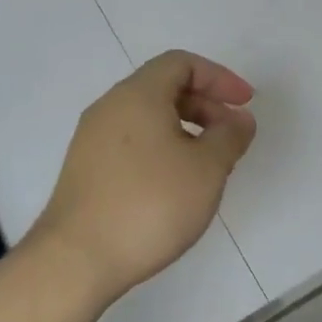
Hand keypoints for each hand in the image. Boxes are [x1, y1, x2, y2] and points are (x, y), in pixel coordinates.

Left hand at [32, 50, 257, 304]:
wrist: (76, 258)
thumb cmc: (150, 205)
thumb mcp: (206, 169)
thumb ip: (230, 137)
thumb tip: (239, 119)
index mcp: (138, 95)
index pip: (182, 63)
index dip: (219, 78)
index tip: (245, 104)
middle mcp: (110, 106)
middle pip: (163, 87)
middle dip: (204, 104)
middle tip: (231, 136)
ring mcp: (92, 138)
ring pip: (146, 116)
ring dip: (184, 128)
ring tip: (208, 163)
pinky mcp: (85, 168)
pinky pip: (131, 141)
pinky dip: (161, 147)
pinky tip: (174, 184)